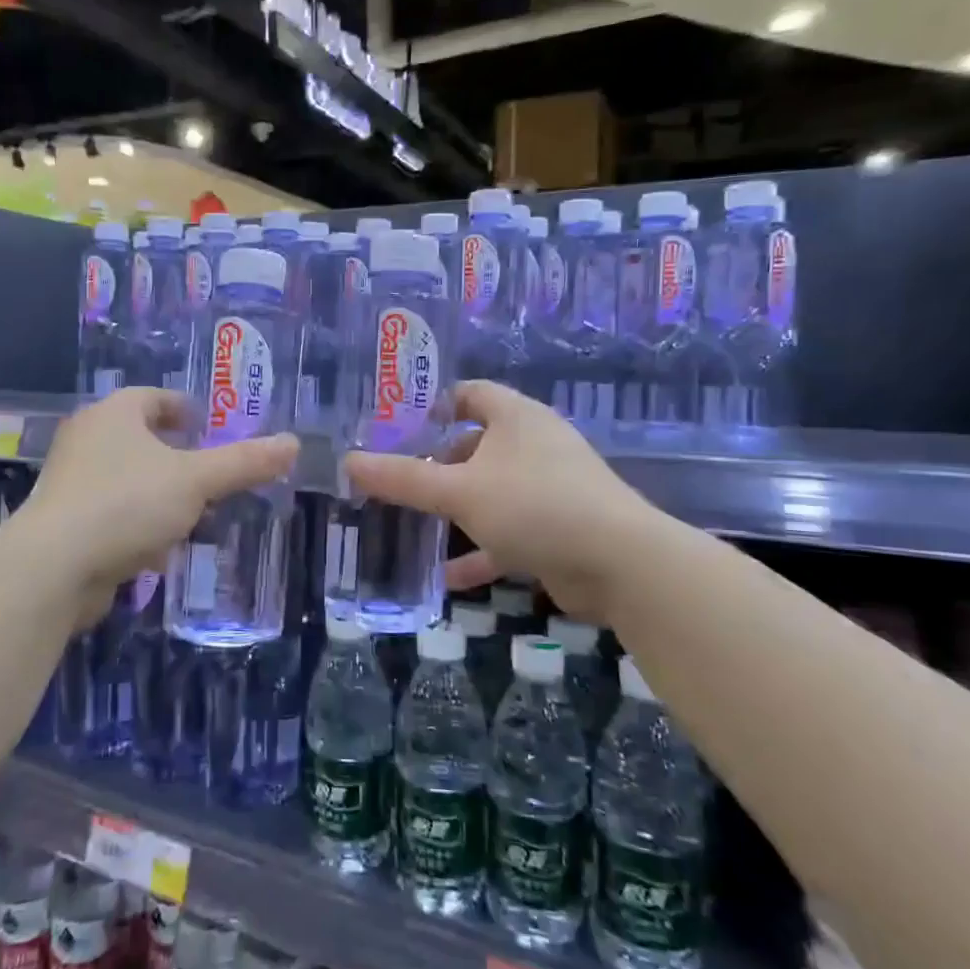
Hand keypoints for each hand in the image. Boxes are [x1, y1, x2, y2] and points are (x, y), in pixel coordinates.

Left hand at [13, 388, 297, 627]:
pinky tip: (160, 548)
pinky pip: (112, 513)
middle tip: (210, 470)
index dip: (182, 408)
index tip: (206, 425)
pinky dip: (138, 523)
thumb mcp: (196, 480)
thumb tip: (293, 443)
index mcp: (114, 415)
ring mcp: (72, 483)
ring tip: (194, 511)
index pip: (152, 397)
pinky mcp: (65, 523)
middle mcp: (87, 440)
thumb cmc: (127, 504)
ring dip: (158, 493)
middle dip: (175, 455)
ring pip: (127, 479)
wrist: (54, 568)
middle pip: (139, 438)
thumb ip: (244, 462)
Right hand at [343, 381, 648, 623]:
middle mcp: (533, 445)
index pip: (470, 393)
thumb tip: (349, 461)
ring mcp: (547, 489)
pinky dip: (478, 550)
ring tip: (410, 524)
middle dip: (435, 464)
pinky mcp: (555, 529)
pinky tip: (446, 575)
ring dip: (454, 510)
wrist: (620, 565)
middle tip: (393, 480)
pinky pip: (506, 532)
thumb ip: (403, 478)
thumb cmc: (535, 505)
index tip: (395, 425)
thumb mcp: (460, 490)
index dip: (433, 404)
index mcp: (516, 418)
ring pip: (488, 492)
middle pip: (474, 445)